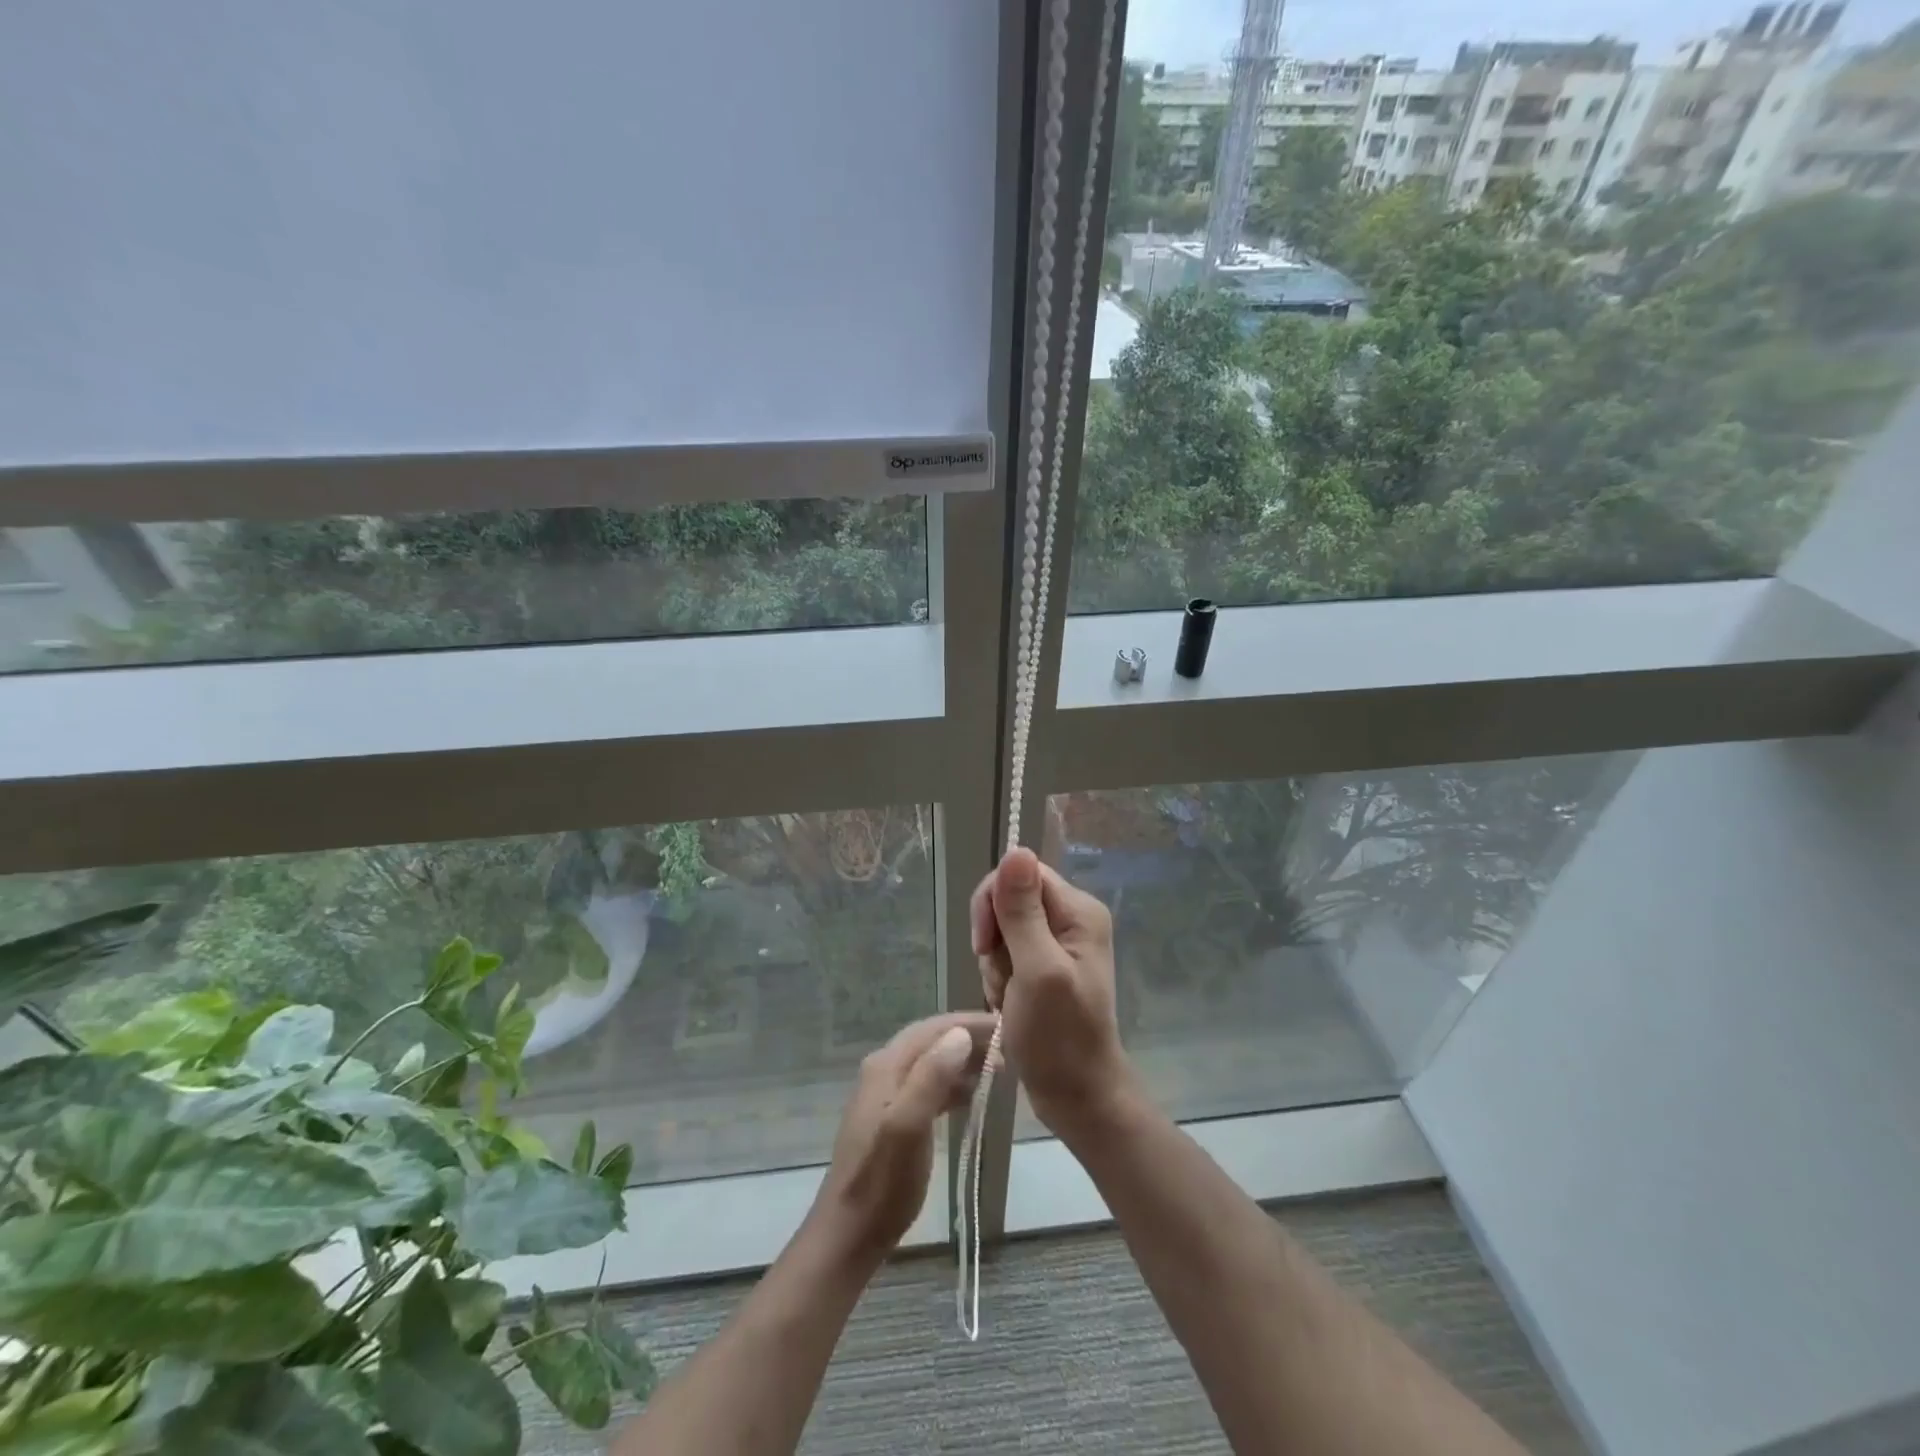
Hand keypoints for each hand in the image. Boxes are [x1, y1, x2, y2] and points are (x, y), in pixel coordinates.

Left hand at [809, 1011, 996, 1262]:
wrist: (849, 1234)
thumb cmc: (882, 1183)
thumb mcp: (908, 1128)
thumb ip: (931, 1078)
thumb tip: (960, 1034)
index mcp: (886, 1066)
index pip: (933, 1028)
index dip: (970, 1022)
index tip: (1006, 1025)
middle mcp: (884, 1070)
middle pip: (932, 1041)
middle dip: (970, 1038)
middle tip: (1010, 1046)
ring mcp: (887, 1093)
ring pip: (932, 1062)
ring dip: (964, 1060)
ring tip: (1000, 1068)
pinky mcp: (892, 1116)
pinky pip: (929, 1085)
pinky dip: (953, 1084)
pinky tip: (974, 1096)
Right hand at [969, 847, 1131, 1136]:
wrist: (1076, 1096)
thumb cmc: (1059, 1038)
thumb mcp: (1037, 970)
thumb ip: (1023, 912)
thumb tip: (1016, 849)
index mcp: (1078, 911)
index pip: (1021, 874)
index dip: (994, 902)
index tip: (985, 944)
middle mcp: (1071, 918)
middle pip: (1009, 900)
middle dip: (994, 939)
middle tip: (1003, 978)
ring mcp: (1058, 943)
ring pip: (1002, 929)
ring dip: (994, 964)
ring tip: (1009, 998)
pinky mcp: (1044, 965)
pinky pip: (1006, 953)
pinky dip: (999, 977)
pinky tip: (1008, 1003)